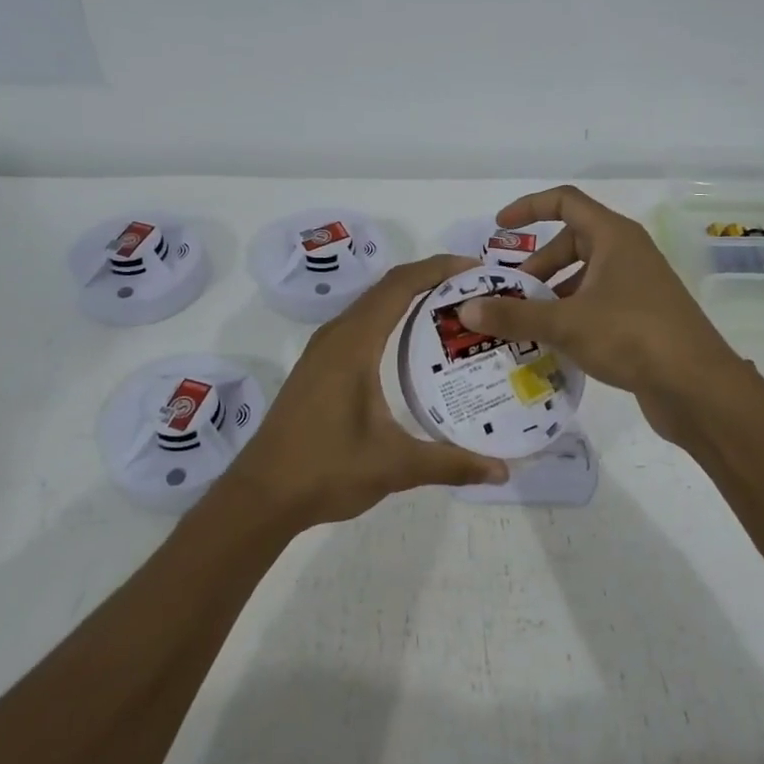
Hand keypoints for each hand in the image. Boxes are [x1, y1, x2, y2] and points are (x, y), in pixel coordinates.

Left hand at [238, 254, 509, 525]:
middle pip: (387, 288)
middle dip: (430, 280)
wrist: (261, 495)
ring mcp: (322, 351)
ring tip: (452, 312)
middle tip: (475, 292)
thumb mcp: (395, 466)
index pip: (399, 285)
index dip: (438, 268)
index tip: (476, 268)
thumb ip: (450, 463)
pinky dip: (390, 320)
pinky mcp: (317, 367)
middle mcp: (336, 336)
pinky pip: (360, 326)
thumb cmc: (325, 470)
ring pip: (371, 306)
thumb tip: (502, 471)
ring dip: (408, 299)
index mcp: (353, 343)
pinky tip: (412, 348)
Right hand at [453, 186, 748, 439]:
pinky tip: (553, 343)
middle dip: (537, 265)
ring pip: (584, 276)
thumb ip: (515, 316)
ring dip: (552, 293)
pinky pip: (596, 302)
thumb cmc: (632, 336)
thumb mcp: (566, 323)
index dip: (529, 208)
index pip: (565, 202)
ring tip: (524, 323)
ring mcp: (638, 285)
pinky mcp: (642, 316)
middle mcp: (627, 253)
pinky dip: (571, 313)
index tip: (499, 229)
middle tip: (510, 294)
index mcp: (613, 237)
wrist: (698, 387)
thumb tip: (467, 310)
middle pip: (572, 242)